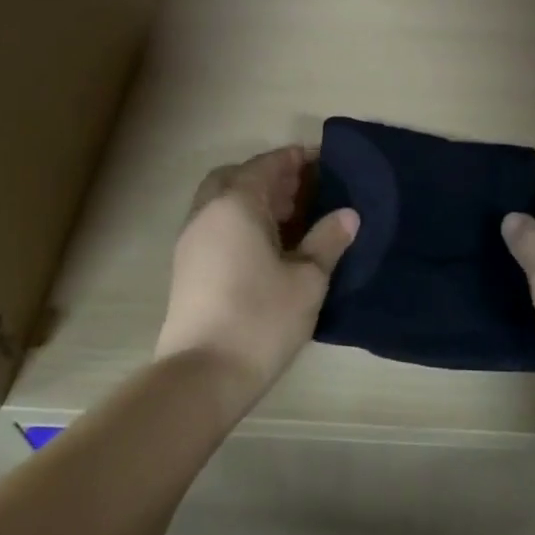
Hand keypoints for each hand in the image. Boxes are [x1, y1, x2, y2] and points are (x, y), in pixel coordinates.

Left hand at [154, 147, 358, 403]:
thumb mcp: (307, 279)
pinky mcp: (186, 267)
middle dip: (270, 177)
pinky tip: (267, 247)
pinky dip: (240, 222)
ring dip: (253, 199)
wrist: (202, 375)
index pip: (268, 165)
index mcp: (236, 204)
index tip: (323, 159)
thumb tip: (348, 215)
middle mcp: (208, 213)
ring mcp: (191, 240)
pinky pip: (216, 225)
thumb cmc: (261, 318)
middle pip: (238, 177)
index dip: (296, 159)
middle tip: (304, 191)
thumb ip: (328, 241)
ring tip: (292, 219)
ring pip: (222, 202)